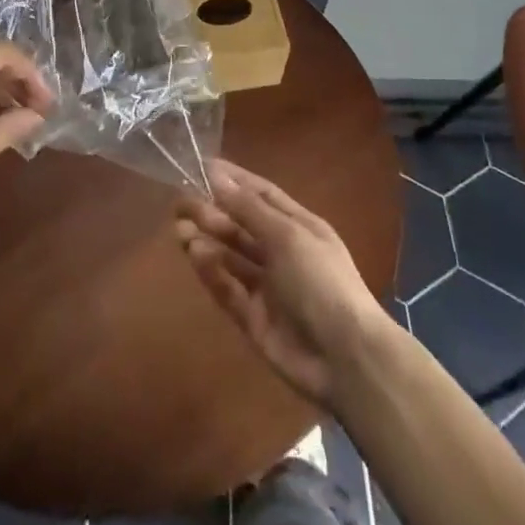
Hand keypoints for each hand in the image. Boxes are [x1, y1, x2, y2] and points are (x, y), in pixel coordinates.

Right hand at [174, 160, 389, 404]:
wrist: (344, 357)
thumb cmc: (321, 281)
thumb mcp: (288, 235)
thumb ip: (249, 209)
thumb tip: (217, 177)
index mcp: (299, 226)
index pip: (262, 195)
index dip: (234, 180)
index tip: (202, 167)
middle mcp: (283, 252)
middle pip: (242, 225)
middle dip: (213, 212)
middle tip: (179, 203)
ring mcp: (268, 287)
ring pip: (231, 256)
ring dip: (207, 240)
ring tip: (179, 228)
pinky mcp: (254, 318)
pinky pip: (228, 289)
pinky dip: (211, 272)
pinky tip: (194, 255)